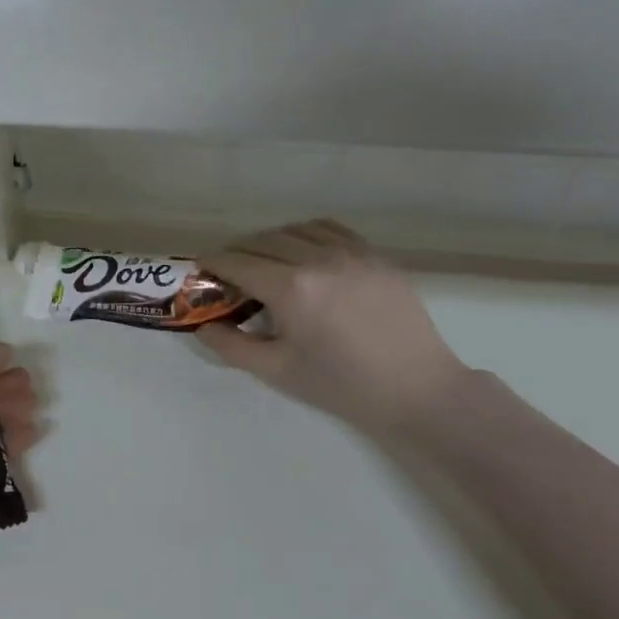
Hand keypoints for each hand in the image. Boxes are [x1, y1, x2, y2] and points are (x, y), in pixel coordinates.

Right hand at [199, 220, 467, 434]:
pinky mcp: (374, 255)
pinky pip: (329, 229)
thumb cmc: (341, 385)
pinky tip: (303, 252)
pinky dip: (306, 234)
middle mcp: (317, 259)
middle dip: (237, 252)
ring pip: (294, 229)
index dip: (213, 262)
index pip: (237, 262)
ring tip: (265, 261)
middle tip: (229, 272)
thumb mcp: (278, 371)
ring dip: (270, 241)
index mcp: (290, 289)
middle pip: (262, 240)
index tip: (201, 268)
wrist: (417, 389)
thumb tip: (202, 326)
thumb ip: (232, 347)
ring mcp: (350, 252)